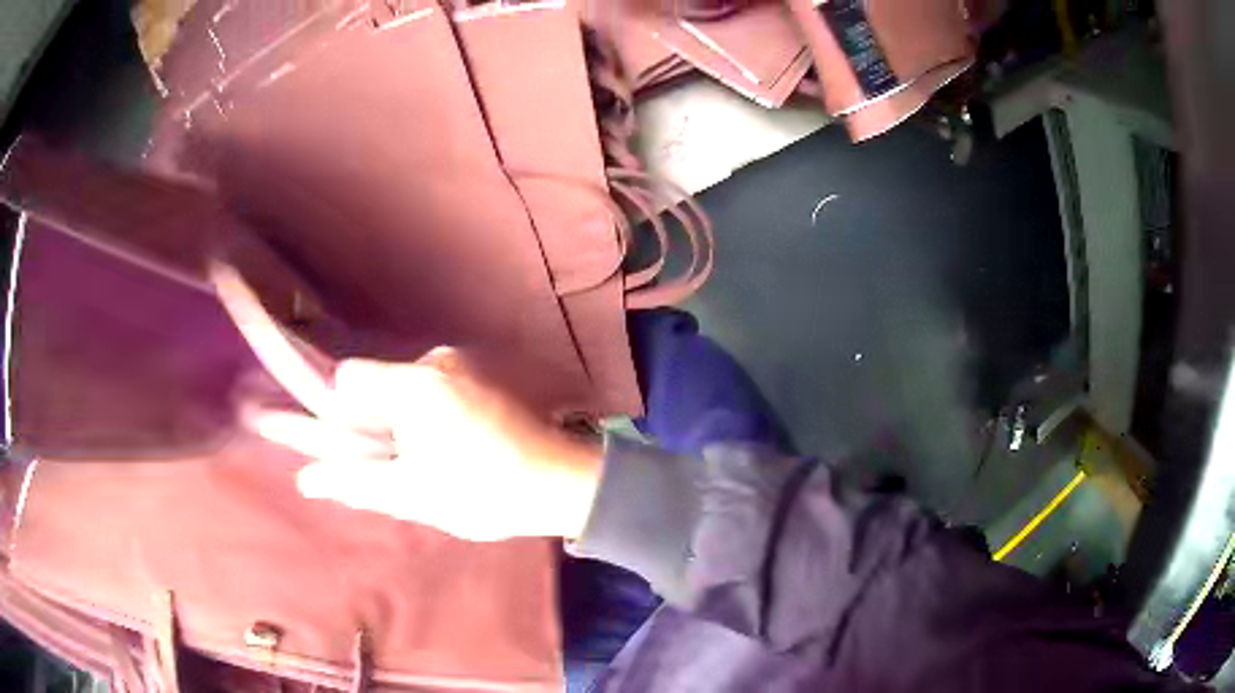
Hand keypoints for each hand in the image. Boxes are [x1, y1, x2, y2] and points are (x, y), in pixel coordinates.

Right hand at [256, 347, 602, 540]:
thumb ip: (353, 482)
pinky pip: (431, 392)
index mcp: (415, 384)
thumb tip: (305, 479)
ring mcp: (461, 366)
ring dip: (401, 425)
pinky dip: (426, 418)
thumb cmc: (484, 492)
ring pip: (403, 392)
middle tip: (394, 467)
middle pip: (375, 386)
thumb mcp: (412, 495)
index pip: (348, 379)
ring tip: (428, 465)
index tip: (349, 446)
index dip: (338, 413)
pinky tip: (449, 451)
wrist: (561, 484)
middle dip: (371, 425)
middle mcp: (435, 361)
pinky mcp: (479, 377)